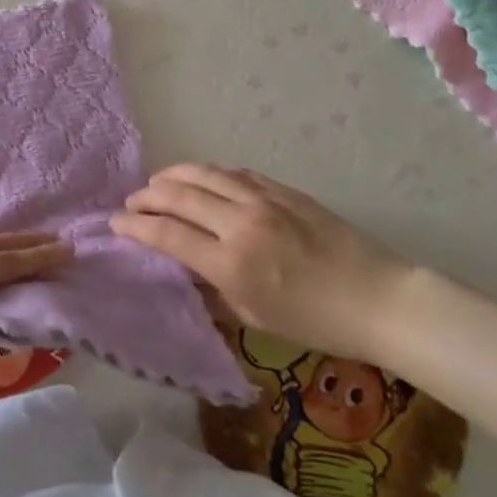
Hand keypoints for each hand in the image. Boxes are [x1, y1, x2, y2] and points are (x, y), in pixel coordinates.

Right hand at [112, 165, 416, 364]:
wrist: (381, 299)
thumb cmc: (317, 323)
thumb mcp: (255, 317)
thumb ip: (213, 287)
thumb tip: (185, 265)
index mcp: (231, 263)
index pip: (167, 234)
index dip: (134, 226)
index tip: (115, 223)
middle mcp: (241, 223)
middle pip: (178, 195)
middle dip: (146, 196)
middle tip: (132, 202)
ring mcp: (264, 200)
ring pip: (204, 173)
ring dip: (173, 175)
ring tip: (158, 182)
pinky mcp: (284, 189)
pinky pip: (235, 173)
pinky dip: (210, 173)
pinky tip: (202, 179)